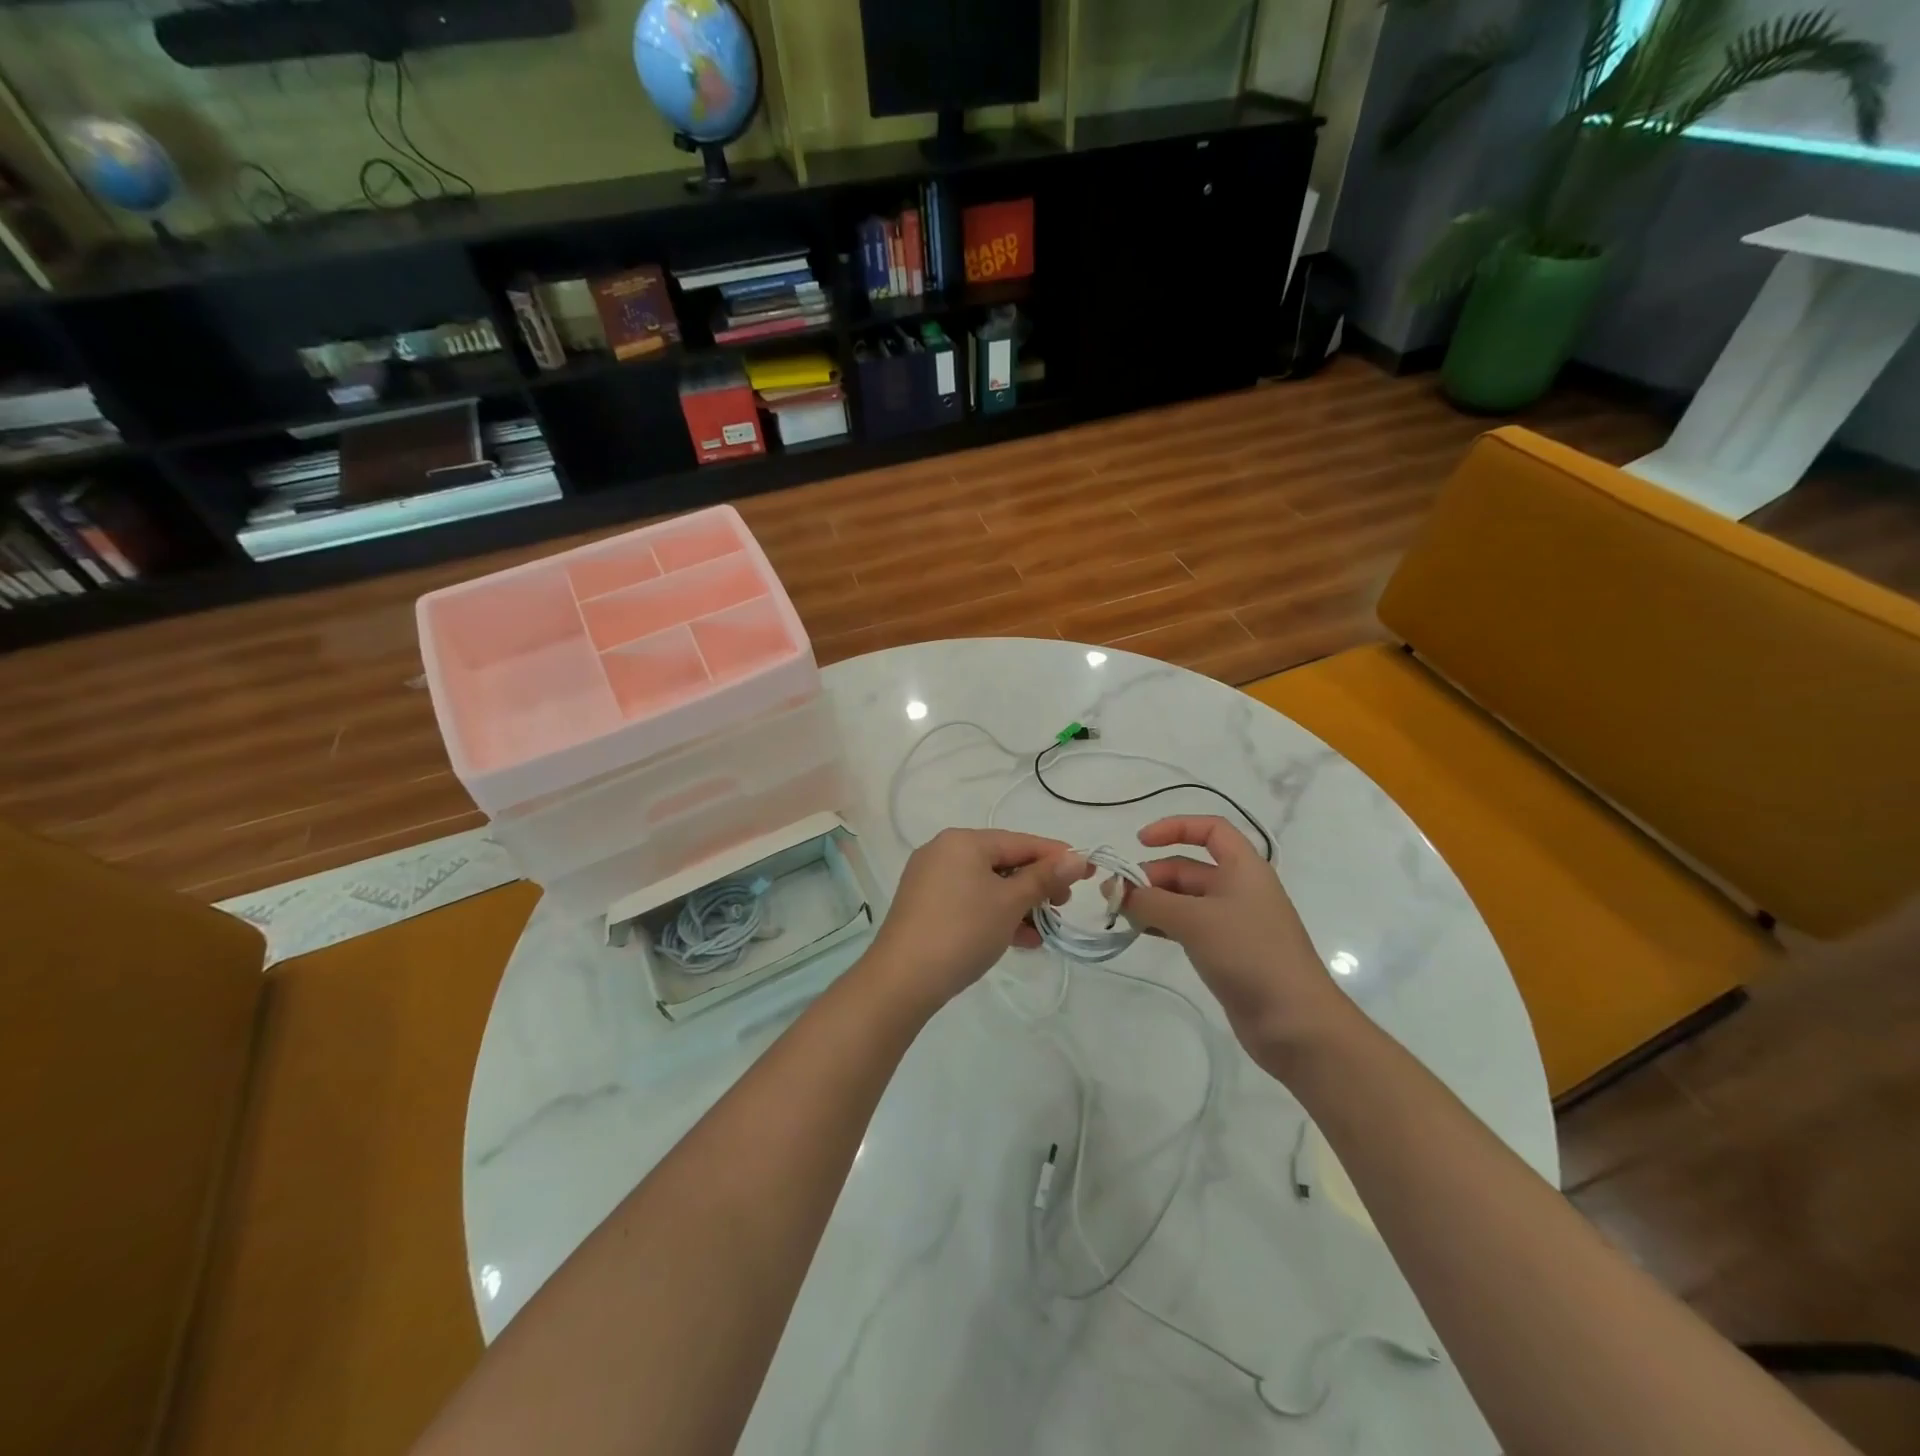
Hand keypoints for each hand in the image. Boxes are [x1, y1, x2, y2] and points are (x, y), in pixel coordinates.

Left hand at [863, 829, 1089, 1013]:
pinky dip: (995, 914)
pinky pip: (970, 901)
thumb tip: (1076, 857)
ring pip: (987, 885)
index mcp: (963, 841)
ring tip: (1044, 930)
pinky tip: (1019, 940)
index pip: (1020, 841)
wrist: (902, 979)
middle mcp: (943, 851)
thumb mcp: (1010, 903)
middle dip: (1036, 885)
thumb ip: (1044, 877)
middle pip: (1003, 861)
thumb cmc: (963, 931)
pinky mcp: (924, 906)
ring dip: (1019, 905)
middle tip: (1063, 906)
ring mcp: (930, 879)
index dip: (1057, 856)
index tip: (1088, 871)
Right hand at [1121, 816, 1351, 1064]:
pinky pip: (1188, 926)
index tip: (1140, 842)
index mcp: (1244, 868)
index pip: (1210, 829)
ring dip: (1153, 901)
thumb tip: (1116, 890)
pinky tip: (1140, 932)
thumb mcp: (1194, 920)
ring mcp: (1233, 922)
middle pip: (1188, 867)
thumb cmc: (1249, 954)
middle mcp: (1239, 888)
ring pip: (1184, 899)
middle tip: (1115, 895)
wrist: (1295, 1022)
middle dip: (1151, 875)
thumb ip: (1150, 901)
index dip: (1174, 828)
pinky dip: (1163, 924)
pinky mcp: (1226, 951)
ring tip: (1120, 914)